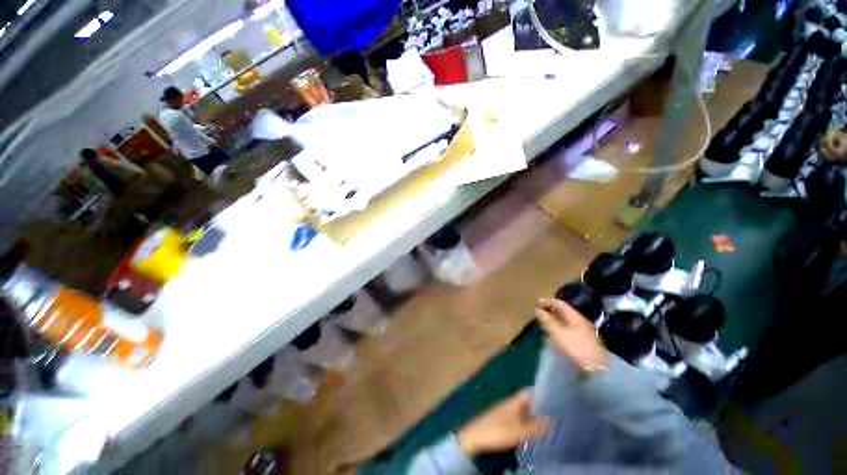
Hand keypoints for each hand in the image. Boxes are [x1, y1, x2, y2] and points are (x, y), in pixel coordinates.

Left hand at [455, 390, 546, 456]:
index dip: (539, 392)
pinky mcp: (502, 421)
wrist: (475, 436)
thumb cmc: (497, 431)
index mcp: (513, 402)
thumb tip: (554, 422)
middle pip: (526, 402)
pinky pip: (518, 419)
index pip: (527, 391)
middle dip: (539, 406)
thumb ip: (536, 427)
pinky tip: (532, 431)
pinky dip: (526, 423)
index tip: (553, 397)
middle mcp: (510, 404)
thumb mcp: (519, 431)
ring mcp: (505, 412)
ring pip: (523, 411)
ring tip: (548, 424)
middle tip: (555, 414)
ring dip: (533, 416)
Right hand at [536, 298, 609, 372]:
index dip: (547, 302)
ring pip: (565, 320)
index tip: (537, 303)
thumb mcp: (558, 332)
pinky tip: (554, 334)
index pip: (559, 303)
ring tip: (544, 323)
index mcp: (574, 316)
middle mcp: (579, 320)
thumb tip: (538, 310)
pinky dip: (558, 327)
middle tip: (539, 313)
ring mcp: (582, 330)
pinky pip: (567, 328)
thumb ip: (547, 320)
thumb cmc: (576, 346)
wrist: (596, 367)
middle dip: (550, 311)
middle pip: (562, 311)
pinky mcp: (583, 340)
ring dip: (554, 319)